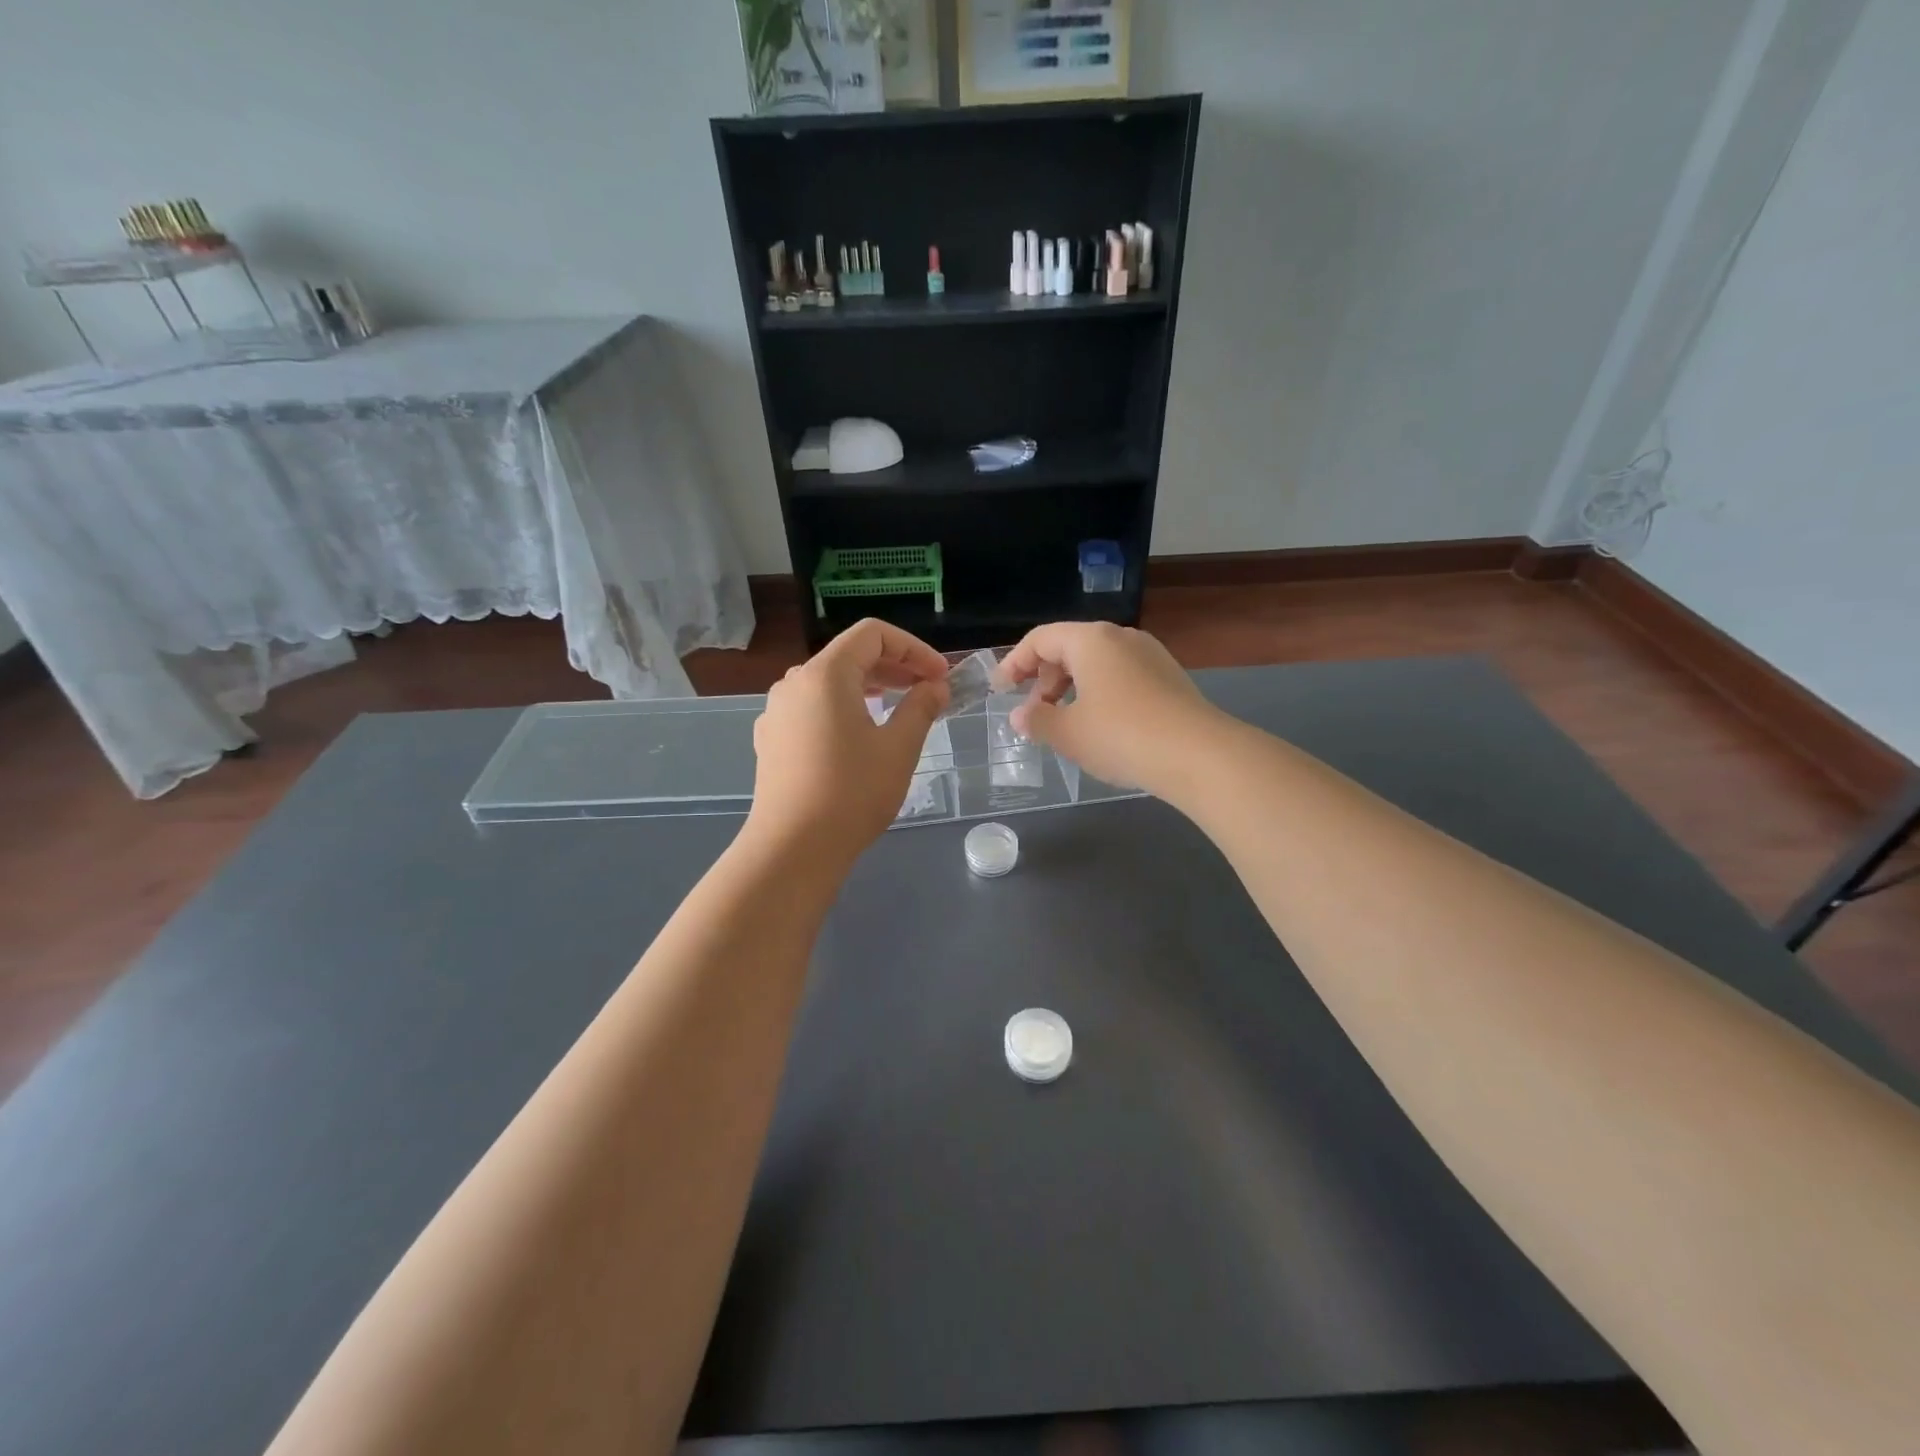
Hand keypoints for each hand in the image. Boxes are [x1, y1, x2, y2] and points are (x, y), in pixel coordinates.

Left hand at [746, 619, 949, 859]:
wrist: (792, 848)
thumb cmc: (852, 793)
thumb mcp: (898, 748)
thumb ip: (920, 707)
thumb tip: (935, 687)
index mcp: (825, 674)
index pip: (872, 635)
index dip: (912, 648)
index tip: (939, 676)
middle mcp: (794, 682)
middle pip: (849, 655)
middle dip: (894, 667)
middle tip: (929, 690)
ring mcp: (777, 711)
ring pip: (830, 683)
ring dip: (869, 687)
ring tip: (899, 709)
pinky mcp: (772, 738)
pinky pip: (813, 707)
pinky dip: (844, 708)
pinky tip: (861, 736)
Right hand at [995, 622, 1222, 797]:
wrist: (1198, 754)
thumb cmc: (1121, 735)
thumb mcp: (1068, 733)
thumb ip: (1037, 721)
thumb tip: (1020, 716)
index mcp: (1091, 640)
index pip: (1041, 639)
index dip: (1014, 663)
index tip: (1001, 690)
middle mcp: (1121, 637)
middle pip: (1070, 647)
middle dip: (1045, 679)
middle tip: (1035, 713)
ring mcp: (1150, 655)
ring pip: (1097, 663)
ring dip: (1072, 689)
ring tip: (1065, 723)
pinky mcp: (1169, 677)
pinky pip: (1121, 677)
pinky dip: (1099, 694)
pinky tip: (1101, 727)